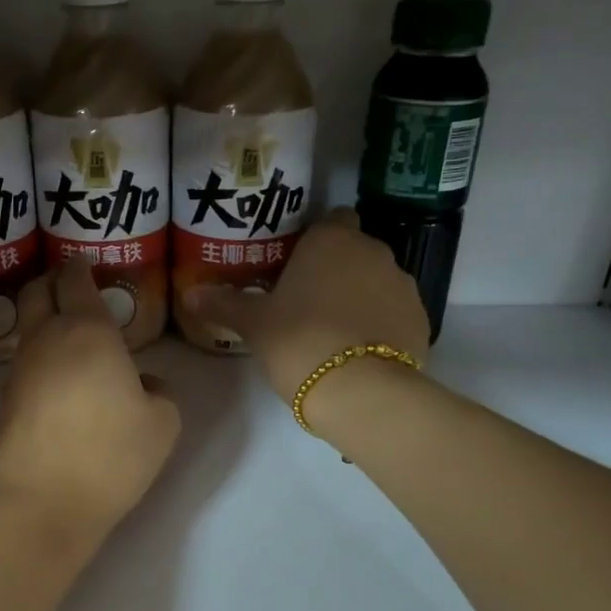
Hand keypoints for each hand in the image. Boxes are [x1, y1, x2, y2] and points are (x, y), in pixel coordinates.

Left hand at [0, 258, 180, 538]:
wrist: (42, 502)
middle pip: (35, 291)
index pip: (74, 279)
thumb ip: (160, 392)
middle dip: (51, 281)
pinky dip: (40, 358)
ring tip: (70, 336)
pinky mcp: (4, 401)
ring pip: (26, 327)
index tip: (88, 263)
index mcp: (87, 331)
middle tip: (71, 288)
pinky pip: (24, 364)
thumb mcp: (163, 423)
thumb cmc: (111, 454)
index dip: (80, 265)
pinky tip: (59, 380)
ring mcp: (18, 370)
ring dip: (43, 321)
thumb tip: (142, 382)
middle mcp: (45, 339)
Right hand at [185, 210, 429, 405]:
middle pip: (354, 251)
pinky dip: (379, 324)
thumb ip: (223, 305)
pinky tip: (357, 351)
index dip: (316, 239)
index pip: (332, 219)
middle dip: (335, 270)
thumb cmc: (299, 341)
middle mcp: (374, 252)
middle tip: (305, 301)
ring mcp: (403, 285)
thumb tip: (189, 294)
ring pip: (376, 281)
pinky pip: (393, 312)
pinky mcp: (421, 319)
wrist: (360, 391)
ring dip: (359, 296)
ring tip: (332, 331)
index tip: (297, 264)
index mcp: (332, 241)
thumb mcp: (253, 325)